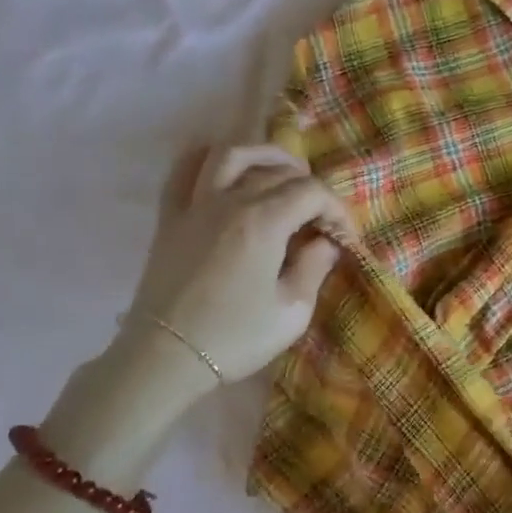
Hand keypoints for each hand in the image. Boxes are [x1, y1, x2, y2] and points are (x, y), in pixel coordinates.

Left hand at [126, 143, 355, 383]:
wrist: (165, 358)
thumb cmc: (235, 338)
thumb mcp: (292, 311)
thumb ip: (315, 267)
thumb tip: (325, 241)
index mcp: (264, 222)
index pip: (312, 193)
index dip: (337, 209)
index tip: (346, 238)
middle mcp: (229, 201)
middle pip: (278, 172)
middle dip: (310, 188)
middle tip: (322, 218)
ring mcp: (195, 205)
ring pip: (232, 154)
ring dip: (264, 154)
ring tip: (283, 170)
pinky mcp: (170, 219)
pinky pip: (184, 171)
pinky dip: (207, 157)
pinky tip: (224, 165)